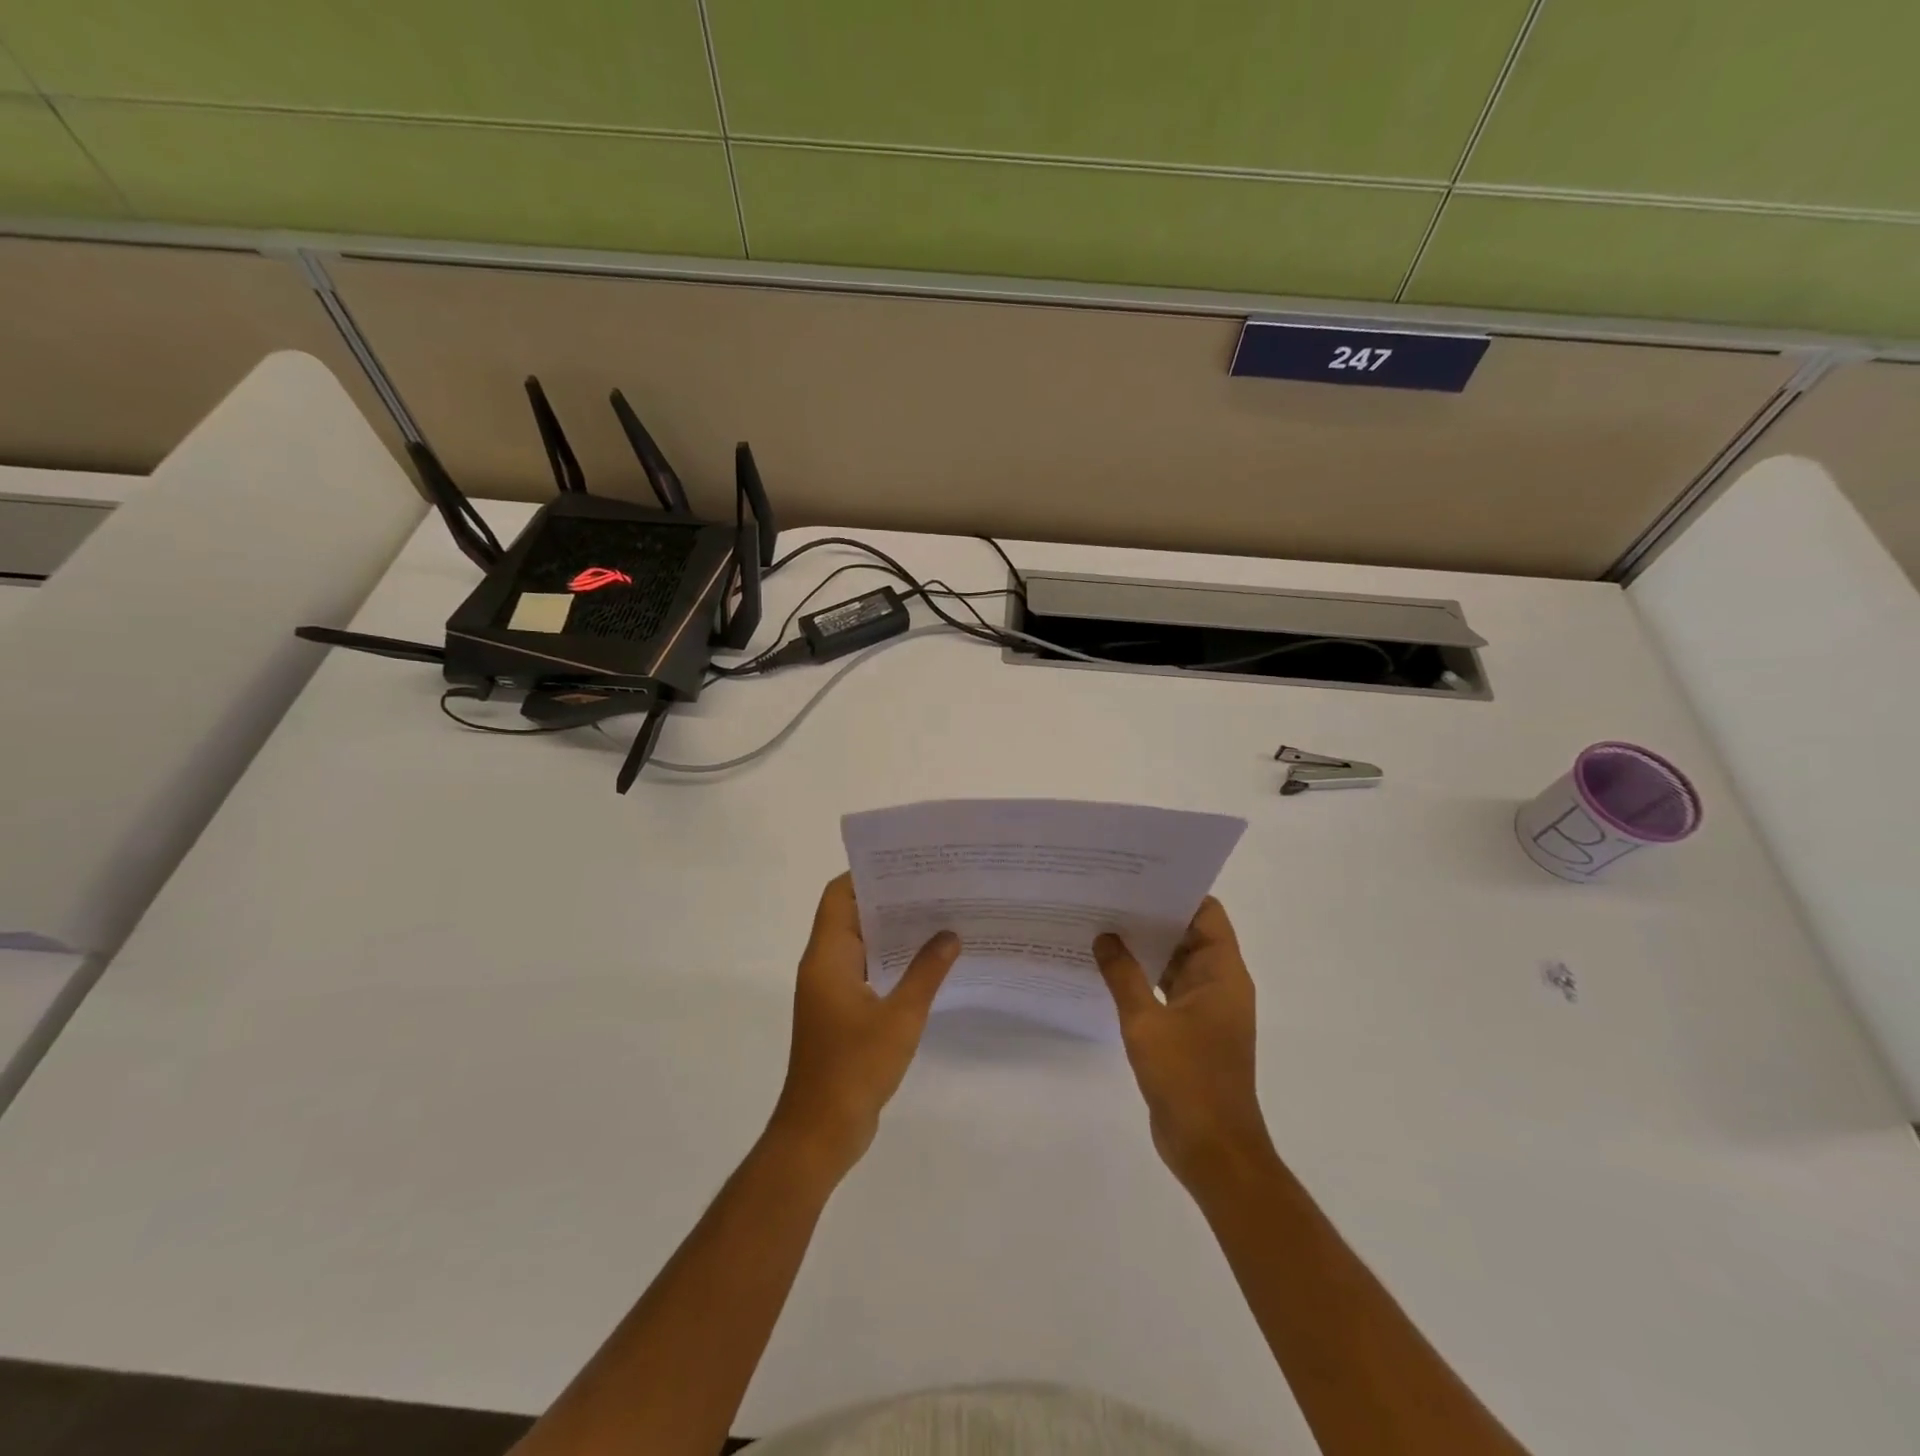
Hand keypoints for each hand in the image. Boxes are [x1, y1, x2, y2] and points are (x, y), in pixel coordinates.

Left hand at [768, 874, 959, 1179]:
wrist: (820, 1132)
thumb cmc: (854, 1068)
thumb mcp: (900, 1018)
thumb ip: (926, 972)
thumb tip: (949, 934)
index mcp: (827, 957)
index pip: (839, 896)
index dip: (867, 875)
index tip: (906, 866)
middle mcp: (824, 965)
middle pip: (851, 915)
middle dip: (889, 900)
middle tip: (934, 887)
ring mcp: (831, 990)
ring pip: (860, 944)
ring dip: (892, 932)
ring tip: (938, 917)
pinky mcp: (841, 1012)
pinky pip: (866, 971)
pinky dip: (890, 961)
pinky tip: (927, 962)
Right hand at [1093, 898, 1275, 1188]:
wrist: (1211, 1149)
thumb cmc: (1187, 1079)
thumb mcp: (1147, 1023)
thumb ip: (1123, 975)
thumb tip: (1105, 936)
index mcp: (1222, 974)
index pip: (1206, 914)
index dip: (1176, 893)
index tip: (1138, 877)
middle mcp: (1219, 985)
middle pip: (1188, 935)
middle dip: (1151, 917)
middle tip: (1108, 896)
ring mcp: (1205, 1010)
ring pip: (1175, 964)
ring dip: (1145, 949)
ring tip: (1101, 925)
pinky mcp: (1190, 1032)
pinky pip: (1166, 991)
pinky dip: (1143, 979)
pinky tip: (1108, 970)